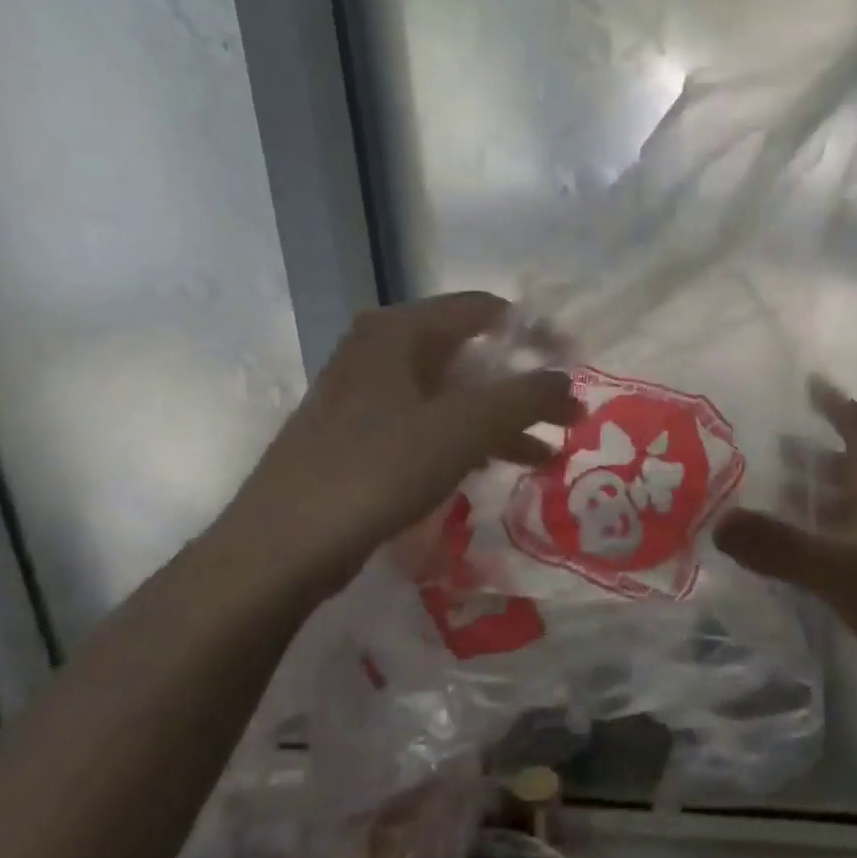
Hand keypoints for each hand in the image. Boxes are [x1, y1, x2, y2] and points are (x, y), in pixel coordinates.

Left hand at [212, 293, 579, 605]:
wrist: (281, 547)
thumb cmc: (376, 471)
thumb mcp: (462, 429)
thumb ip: (524, 398)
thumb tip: (568, 382)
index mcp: (399, 331)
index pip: (485, 310)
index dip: (537, 334)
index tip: (575, 366)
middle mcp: (380, 351)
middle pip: (471, 354)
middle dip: (524, 387)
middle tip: (568, 417)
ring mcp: (366, 395)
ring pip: (452, 395)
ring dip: (502, 421)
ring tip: (547, 455)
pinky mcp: (361, 436)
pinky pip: (430, 426)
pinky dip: (468, 442)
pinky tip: (497, 469)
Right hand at [713, 377, 856, 647]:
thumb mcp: (843, 573)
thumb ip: (781, 547)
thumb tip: (718, 521)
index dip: (836, 404)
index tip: (807, 381)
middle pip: (848, 469)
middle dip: (811, 452)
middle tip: (764, 441)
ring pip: (842, 510)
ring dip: (809, 496)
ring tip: (763, 490)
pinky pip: (837, 548)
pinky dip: (810, 539)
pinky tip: (780, 551)